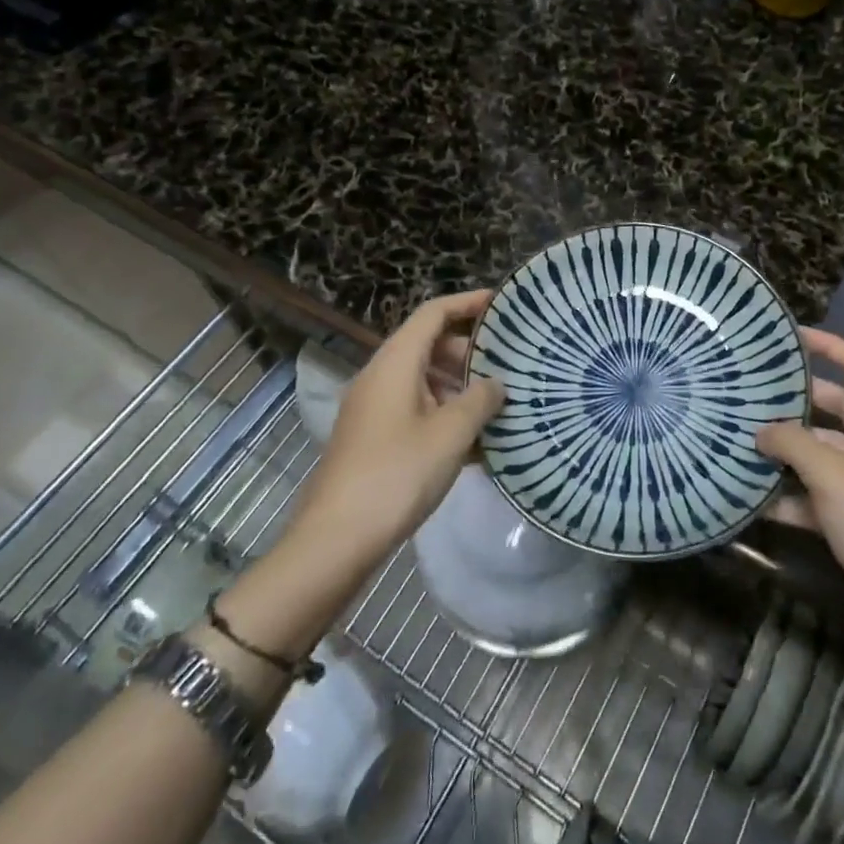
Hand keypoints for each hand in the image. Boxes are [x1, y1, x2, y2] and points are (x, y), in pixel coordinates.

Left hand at [287, 290, 504, 572]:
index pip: (433, 313)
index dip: (467, 303)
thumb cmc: (397, 474)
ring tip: (499, 403)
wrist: (335, 541)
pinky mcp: (374, 440)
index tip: (502, 304)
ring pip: (424, 381)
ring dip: (460, 387)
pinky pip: (416, 411)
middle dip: (469, 351)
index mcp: (396, 362)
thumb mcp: (451, 434)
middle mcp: (381, 377)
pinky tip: (477, 443)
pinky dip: (445, 415)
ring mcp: (374, 410)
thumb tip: (496, 385)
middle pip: (429, 345)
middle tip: (507, 363)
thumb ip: (480, 400)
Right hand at [758, 327, 843, 655]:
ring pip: (821, 454)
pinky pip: (816, 495)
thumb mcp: (833, 474)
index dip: (830, 346)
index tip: (791, 336)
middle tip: (752, 389)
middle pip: (836, 409)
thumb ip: (792, 443)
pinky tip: (752, 498)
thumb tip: (760, 430)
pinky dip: (789, 495)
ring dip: (787, 450)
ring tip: (740, 439)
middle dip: (797, 400)